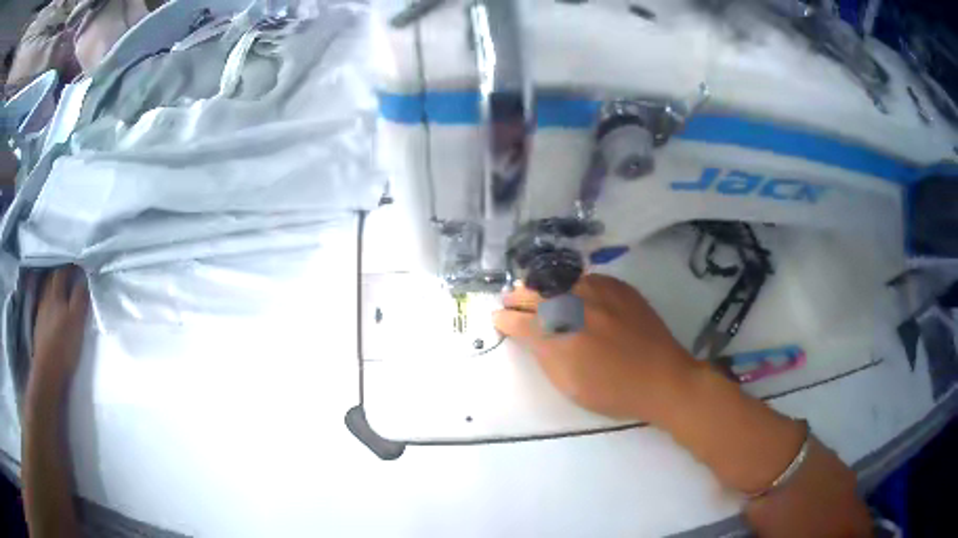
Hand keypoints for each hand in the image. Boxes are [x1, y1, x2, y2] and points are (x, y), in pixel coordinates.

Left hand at [29, 266, 89, 399]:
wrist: (48, 371)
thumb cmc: (64, 345)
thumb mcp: (77, 321)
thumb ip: (80, 298)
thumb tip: (84, 278)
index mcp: (56, 292)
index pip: (63, 271)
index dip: (71, 267)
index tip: (80, 267)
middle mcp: (46, 297)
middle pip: (52, 279)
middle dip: (61, 275)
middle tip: (70, 277)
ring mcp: (41, 312)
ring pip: (47, 292)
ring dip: (53, 289)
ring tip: (61, 293)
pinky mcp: (39, 327)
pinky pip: (44, 306)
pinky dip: (49, 304)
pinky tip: (52, 311)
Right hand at [493, 274, 697, 421]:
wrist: (662, 378)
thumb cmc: (614, 392)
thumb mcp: (570, 385)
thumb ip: (546, 356)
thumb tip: (531, 336)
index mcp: (560, 337)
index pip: (522, 322)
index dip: (505, 319)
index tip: (497, 318)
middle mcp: (576, 307)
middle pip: (536, 295)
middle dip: (517, 297)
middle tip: (507, 300)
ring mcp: (599, 292)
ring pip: (559, 281)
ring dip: (541, 287)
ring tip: (531, 290)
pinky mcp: (619, 287)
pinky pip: (586, 278)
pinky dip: (570, 283)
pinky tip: (568, 289)